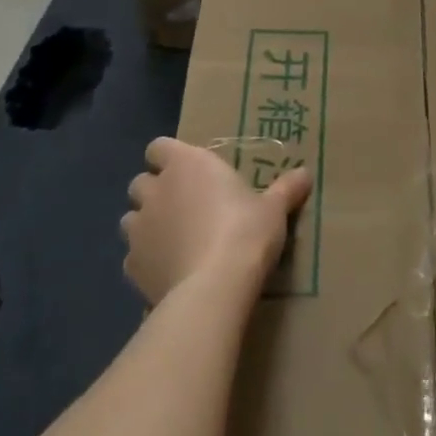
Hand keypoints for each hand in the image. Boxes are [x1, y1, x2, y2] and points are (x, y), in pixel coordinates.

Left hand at [121, 138, 311, 301]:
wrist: (213, 288)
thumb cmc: (245, 232)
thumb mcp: (274, 208)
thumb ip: (286, 189)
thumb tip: (306, 173)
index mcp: (188, 164)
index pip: (159, 146)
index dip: (170, 157)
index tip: (190, 170)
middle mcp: (156, 190)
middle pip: (141, 182)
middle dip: (156, 191)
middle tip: (185, 205)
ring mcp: (138, 230)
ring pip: (131, 218)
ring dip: (147, 224)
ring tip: (175, 238)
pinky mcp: (130, 267)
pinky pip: (133, 256)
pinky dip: (147, 259)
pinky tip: (170, 269)